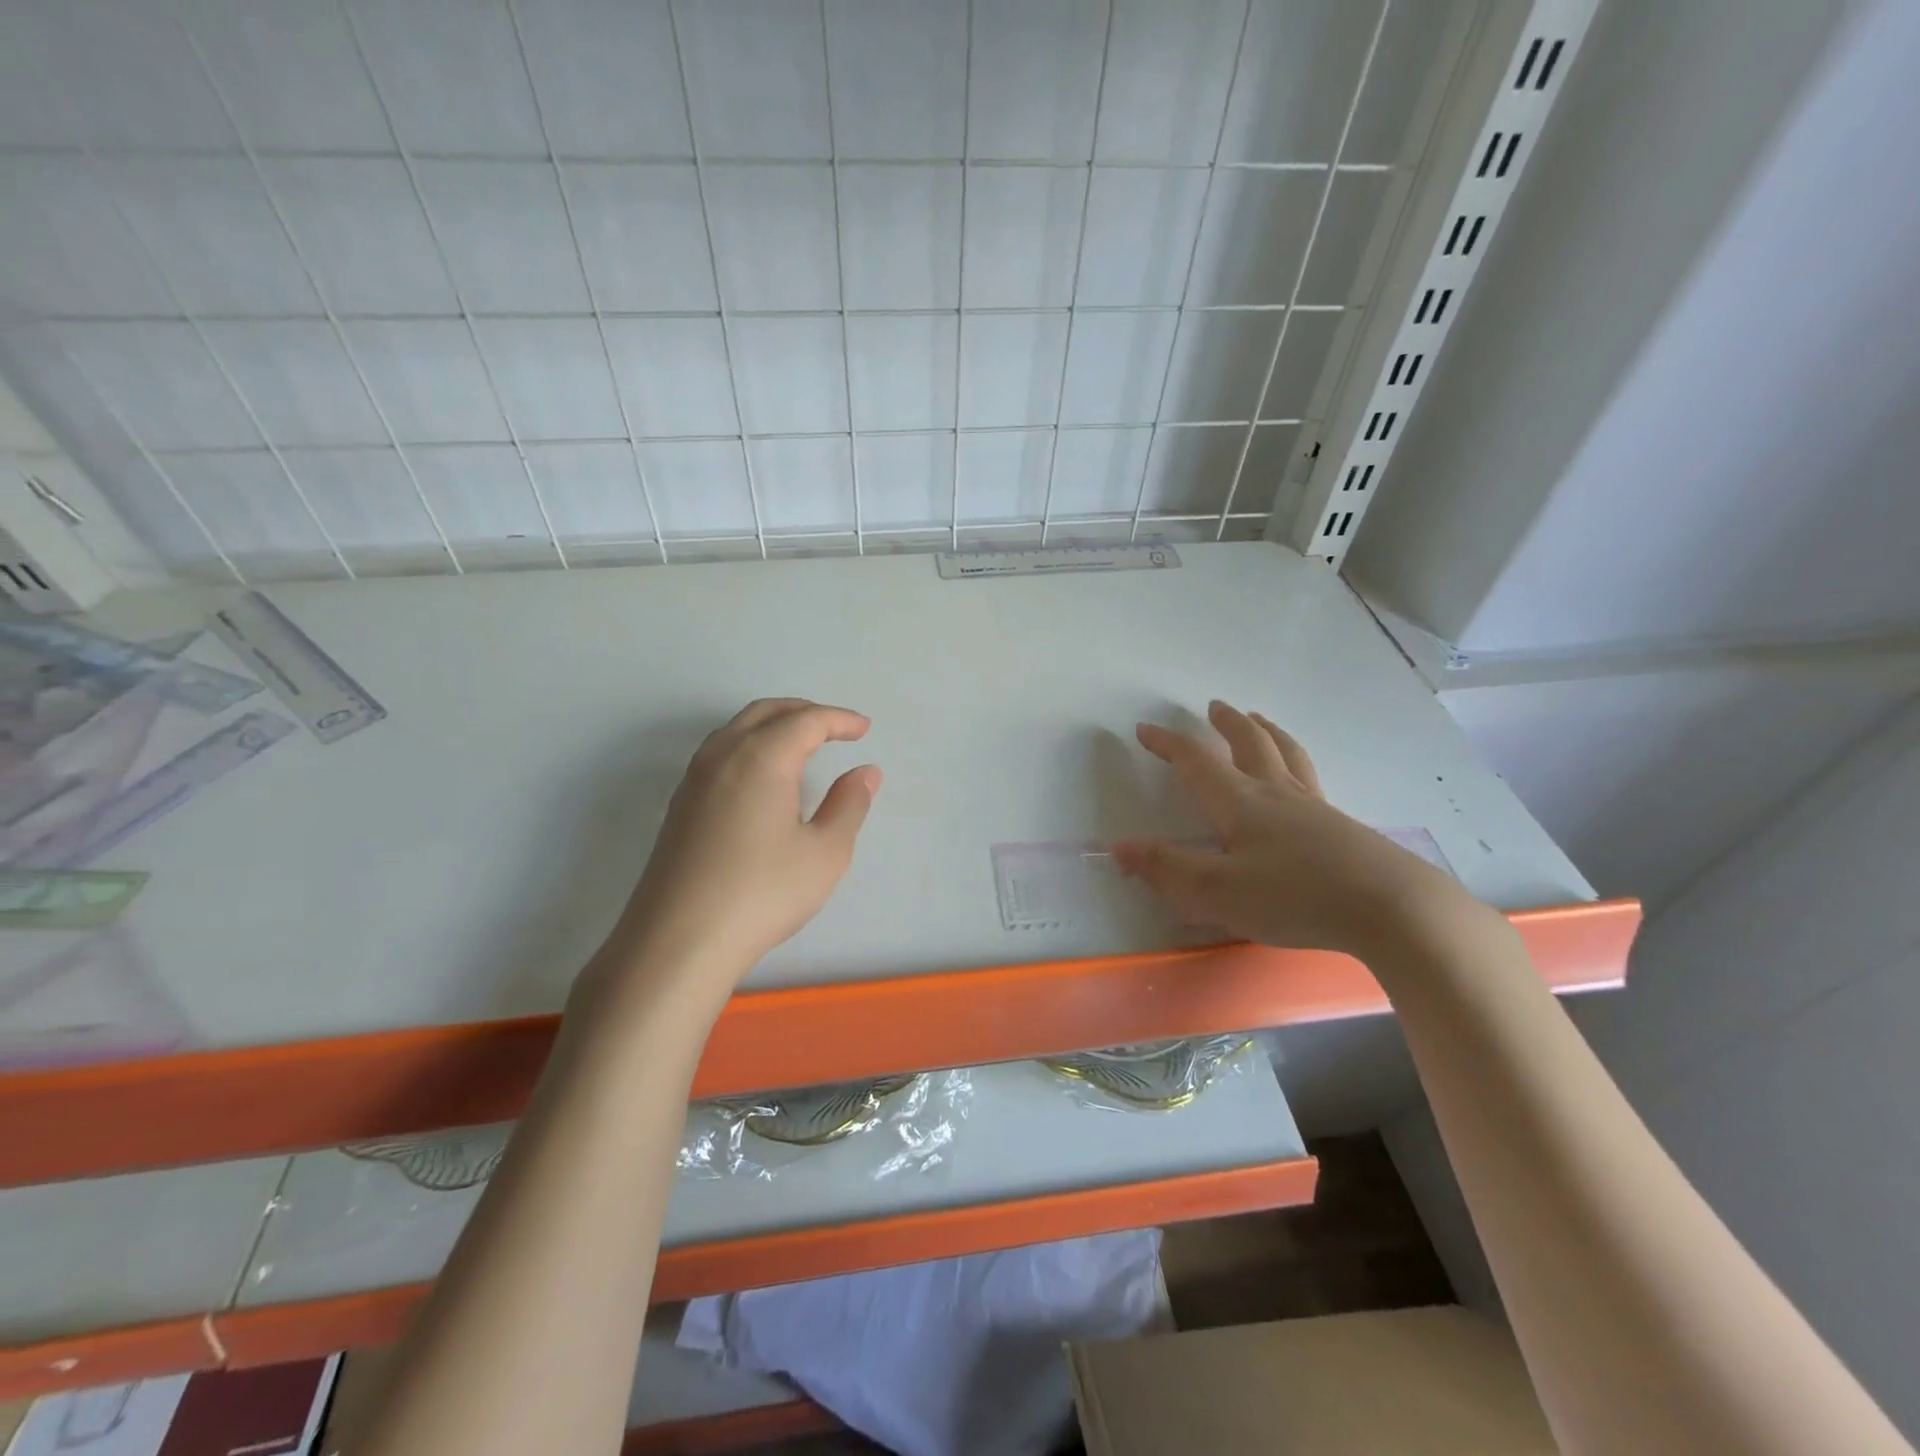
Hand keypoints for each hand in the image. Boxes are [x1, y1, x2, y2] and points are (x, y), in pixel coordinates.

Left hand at [599, 698, 880, 999]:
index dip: (839, 720)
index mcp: (762, 757)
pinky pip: (719, 752)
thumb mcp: (825, 852)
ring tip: (801, 744)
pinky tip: (761, 777)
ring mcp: (694, 780)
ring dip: (772, 724)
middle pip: (765, 713)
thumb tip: (865, 772)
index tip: (864, 729)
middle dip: (804, 712)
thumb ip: (849, 805)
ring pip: (736, 729)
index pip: (806, 721)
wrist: (678, 941)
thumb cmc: (762, 893)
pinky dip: (749, 745)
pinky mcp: (679, 806)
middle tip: (835, 727)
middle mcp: (723, 755)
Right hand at [1115, 700, 1457, 955]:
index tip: (1145, 728)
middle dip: (1228, 724)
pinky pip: (1311, 779)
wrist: (1390, 908)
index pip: (1196, 762)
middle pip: (1251, 744)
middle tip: (1216, 706)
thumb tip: (1119, 848)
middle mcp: (1276, 794)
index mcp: (1240, 802)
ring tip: (1260, 721)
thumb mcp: (1217, 891)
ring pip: (1287, 755)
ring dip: (1268, 732)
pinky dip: (1296, 764)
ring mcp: (1315, 807)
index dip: (1168, 744)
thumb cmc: (1293, 896)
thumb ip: (1167, 870)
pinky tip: (1301, 782)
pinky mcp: (1343, 827)